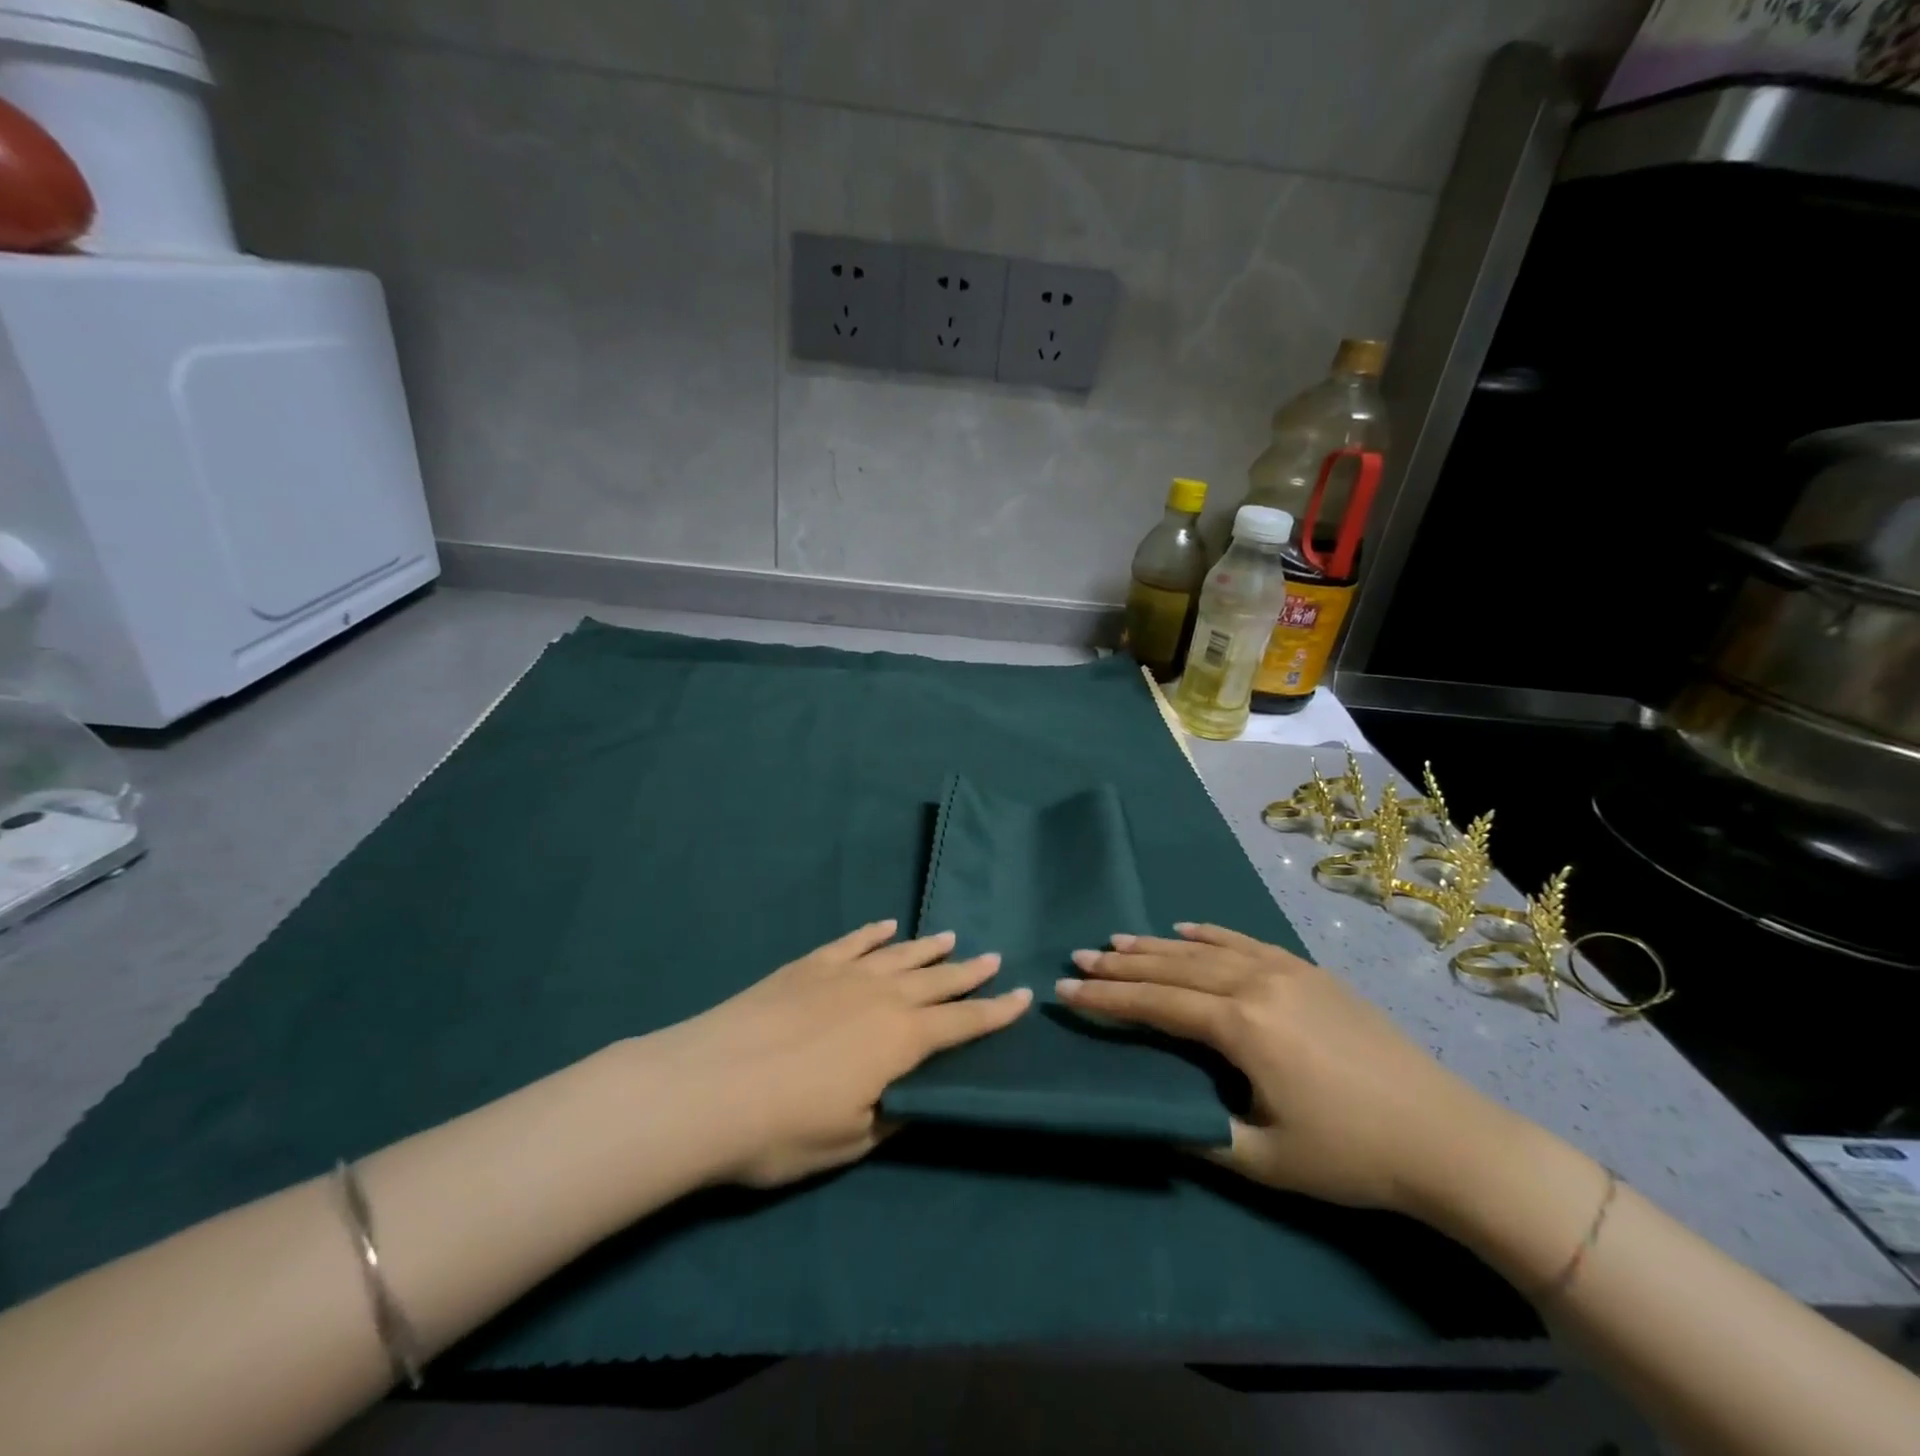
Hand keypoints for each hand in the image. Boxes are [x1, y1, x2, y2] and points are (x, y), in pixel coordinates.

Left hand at [644, 921, 1029, 1187]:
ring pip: (898, 955)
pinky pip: (851, 942)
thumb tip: (911, 1100)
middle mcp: (881, 997)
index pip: (961, 1024)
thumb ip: (889, 1117)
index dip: (994, 1012)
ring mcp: (842, 975)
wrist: (705, 1087)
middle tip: (993, 959)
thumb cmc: (781, 1128)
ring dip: (927, 948)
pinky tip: (885, 927)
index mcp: (900, 1041)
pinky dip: (872, 934)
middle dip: (968, 973)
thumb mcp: (849, 1141)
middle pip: (936, 981)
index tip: (1022, 996)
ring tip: (951, 938)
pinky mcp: (806, 966)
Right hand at [1061, 923, 1494, 1214]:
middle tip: (1080, 957)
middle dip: (1122, 964)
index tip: (1067, 990)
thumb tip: (1153, 1115)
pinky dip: (1210, 934)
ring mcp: (1285, 971)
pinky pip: (1246, 941)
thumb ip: (1201, 1132)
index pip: (1156, 1005)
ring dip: (1157, 945)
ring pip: (1205, 949)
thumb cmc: (1351, 1155)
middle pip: (1173, 968)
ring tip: (1118, 940)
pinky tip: (1187, 929)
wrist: (1447, 1138)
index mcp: (1241, 1026)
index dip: (1108, 999)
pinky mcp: (1309, 972)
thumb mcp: (1266, 1160)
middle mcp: (1255, 984)